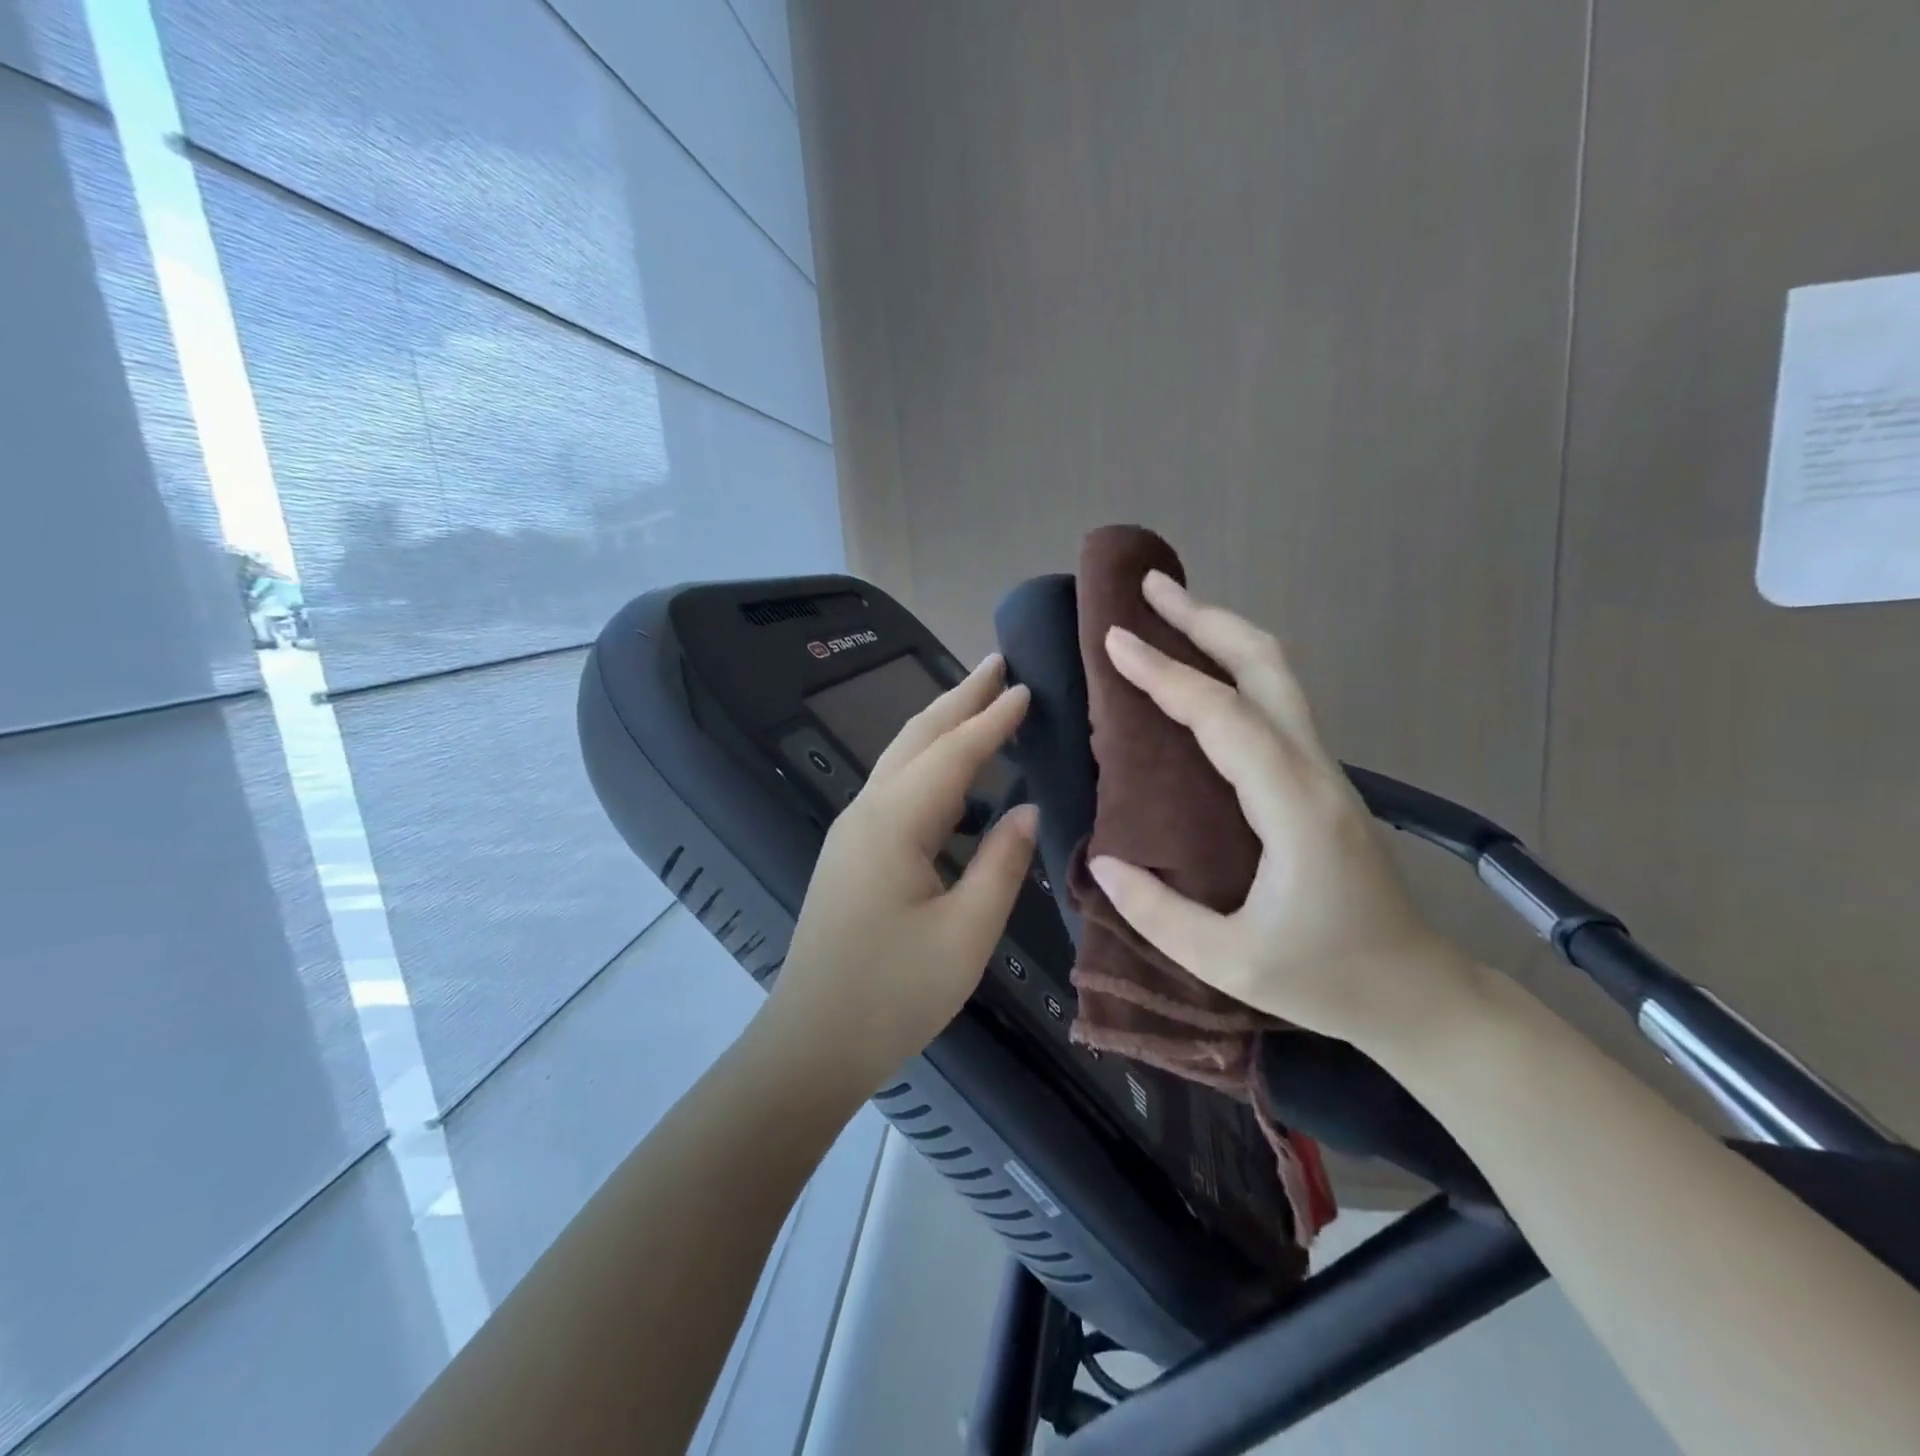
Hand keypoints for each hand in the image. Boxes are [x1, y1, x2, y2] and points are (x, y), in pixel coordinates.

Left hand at [765, 655, 1037, 1090]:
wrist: (812, 1041)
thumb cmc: (893, 993)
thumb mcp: (966, 935)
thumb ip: (1001, 864)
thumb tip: (1027, 810)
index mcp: (894, 823)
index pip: (953, 753)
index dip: (992, 719)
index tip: (1026, 687)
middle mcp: (867, 812)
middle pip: (917, 738)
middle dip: (959, 697)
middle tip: (998, 663)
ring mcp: (852, 830)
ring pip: (901, 758)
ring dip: (942, 725)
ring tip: (979, 702)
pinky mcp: (851, 852)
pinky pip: (895, 787)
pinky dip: (928, 762)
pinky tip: (952, 776)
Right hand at [1087, 572, 1475, 1051]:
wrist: (1418, 994)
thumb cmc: (1327, 980)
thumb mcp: (1230, 963)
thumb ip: (1157, 913)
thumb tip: (1102, 860)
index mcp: (1293, 806)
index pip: (1223, 717)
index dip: (1165, 674)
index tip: (1114, 639)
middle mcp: (1313, 770)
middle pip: (1266, 665)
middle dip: (1206, 618)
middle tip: (1149, 590)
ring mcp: (1322, 770)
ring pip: (1277, 676)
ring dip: (1222, 634)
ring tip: (1169, 613)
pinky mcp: (1318, 780)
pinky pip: (1274, 703)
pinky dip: (1233, 669)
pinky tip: (1200, 675)